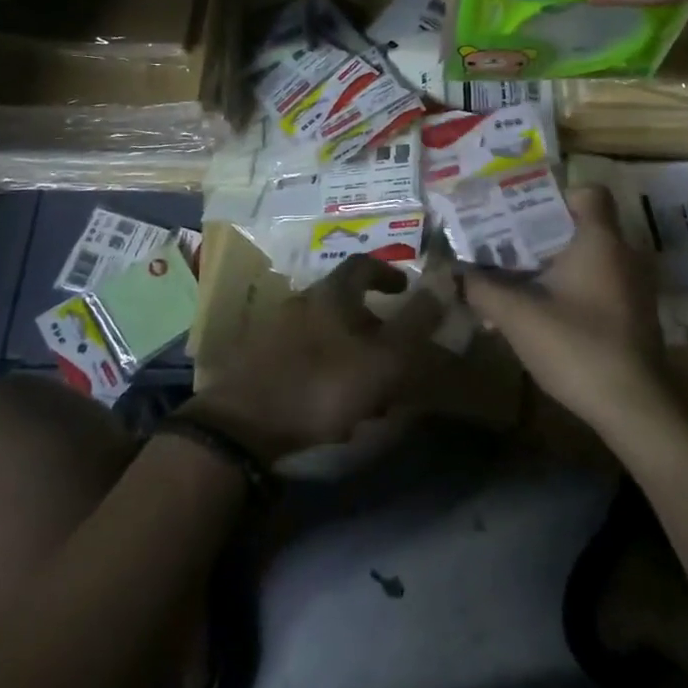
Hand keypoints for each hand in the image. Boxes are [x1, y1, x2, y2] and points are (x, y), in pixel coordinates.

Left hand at [183, 255, 443, 462]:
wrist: (243, 423)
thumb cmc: (322, 383)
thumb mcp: (382, 358)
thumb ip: (415, 324)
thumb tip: (444, 284)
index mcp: (331, 293)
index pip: (363, 264)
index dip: (387, 272)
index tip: (405, 288)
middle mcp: (302, 302)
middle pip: (343, 300)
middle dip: (372, 322)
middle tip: (393, 349)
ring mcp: (277, 331)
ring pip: (326, 332)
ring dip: (351, 351)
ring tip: (369, 386)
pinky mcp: (261, 361)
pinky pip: (305, 356)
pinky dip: (327, 370)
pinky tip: (335, 404)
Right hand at [462, 186, 676, 438]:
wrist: (635, 408)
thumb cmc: (577, 346)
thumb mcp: (518, 316)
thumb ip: (484, 289)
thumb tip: (459, 274)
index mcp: (601, 240)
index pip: (589, 192)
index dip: (557, 196)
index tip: (525, 215)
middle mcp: (624, 254)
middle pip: (583, 226)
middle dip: (543, 235)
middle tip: (507, 248)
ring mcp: (634, 287)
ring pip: (590, 259)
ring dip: (556, 266)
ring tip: (518, 283)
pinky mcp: (635, 315)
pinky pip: (600, 285)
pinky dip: (573, 290)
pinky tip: (544, 316)